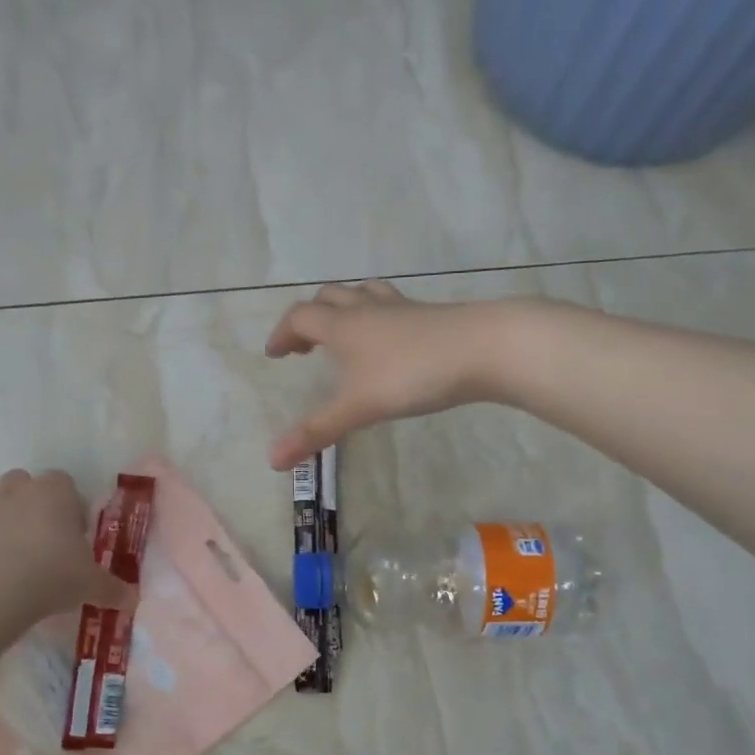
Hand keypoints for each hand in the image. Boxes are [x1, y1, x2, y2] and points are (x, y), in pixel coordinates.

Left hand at [0, 469, 134, 622]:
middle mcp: (16, 489)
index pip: (65, 483)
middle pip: (23, 482)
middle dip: (29, 503)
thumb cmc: (51, 576)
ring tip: (3, 548)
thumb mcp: (91, 585)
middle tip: (39, 540)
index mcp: (55, 492)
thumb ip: (113, 589)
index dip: (69, 506)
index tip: (73, 535)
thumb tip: (133, 600)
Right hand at [264, 281, 490, 469]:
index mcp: (343, 325)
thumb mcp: (358, 408)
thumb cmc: (411, 374)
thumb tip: (271, 460)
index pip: (300, 317)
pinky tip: (391, 339)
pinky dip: (378, 316)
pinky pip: (392, 306)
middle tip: (305, 345)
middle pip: (328, 298)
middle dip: (310, 318)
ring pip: (363, 294)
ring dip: (345, 308)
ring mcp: (401, 308)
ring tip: (344, 333)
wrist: (482, 348)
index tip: (275, 353)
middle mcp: (367, 309)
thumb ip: (316, 431)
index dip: (283, 333)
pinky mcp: (429, 315)